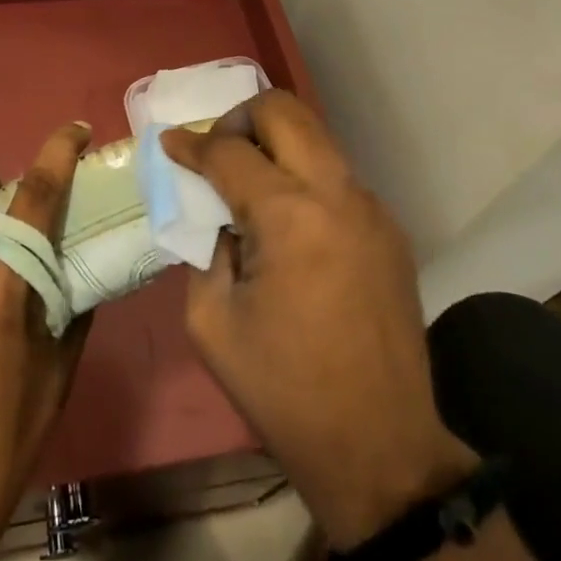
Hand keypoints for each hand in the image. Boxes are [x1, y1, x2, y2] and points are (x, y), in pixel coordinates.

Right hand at [163, 92, 476, 547]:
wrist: (381, 450)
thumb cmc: (284, 390)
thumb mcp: (211, 320)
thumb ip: (202, 247)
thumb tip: (211, 211)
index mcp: (288, 215)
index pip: (228, 150)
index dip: (191, 143)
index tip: (170, 143)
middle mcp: (335, 193)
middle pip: (283, 110)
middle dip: (240, 118)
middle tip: (218, 151)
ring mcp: (370, 207)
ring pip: (316, 135)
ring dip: (275, 142)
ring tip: (250, 182)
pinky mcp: (389, 228)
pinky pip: (337, 175)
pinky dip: (304, 175)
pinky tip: (290, 221)